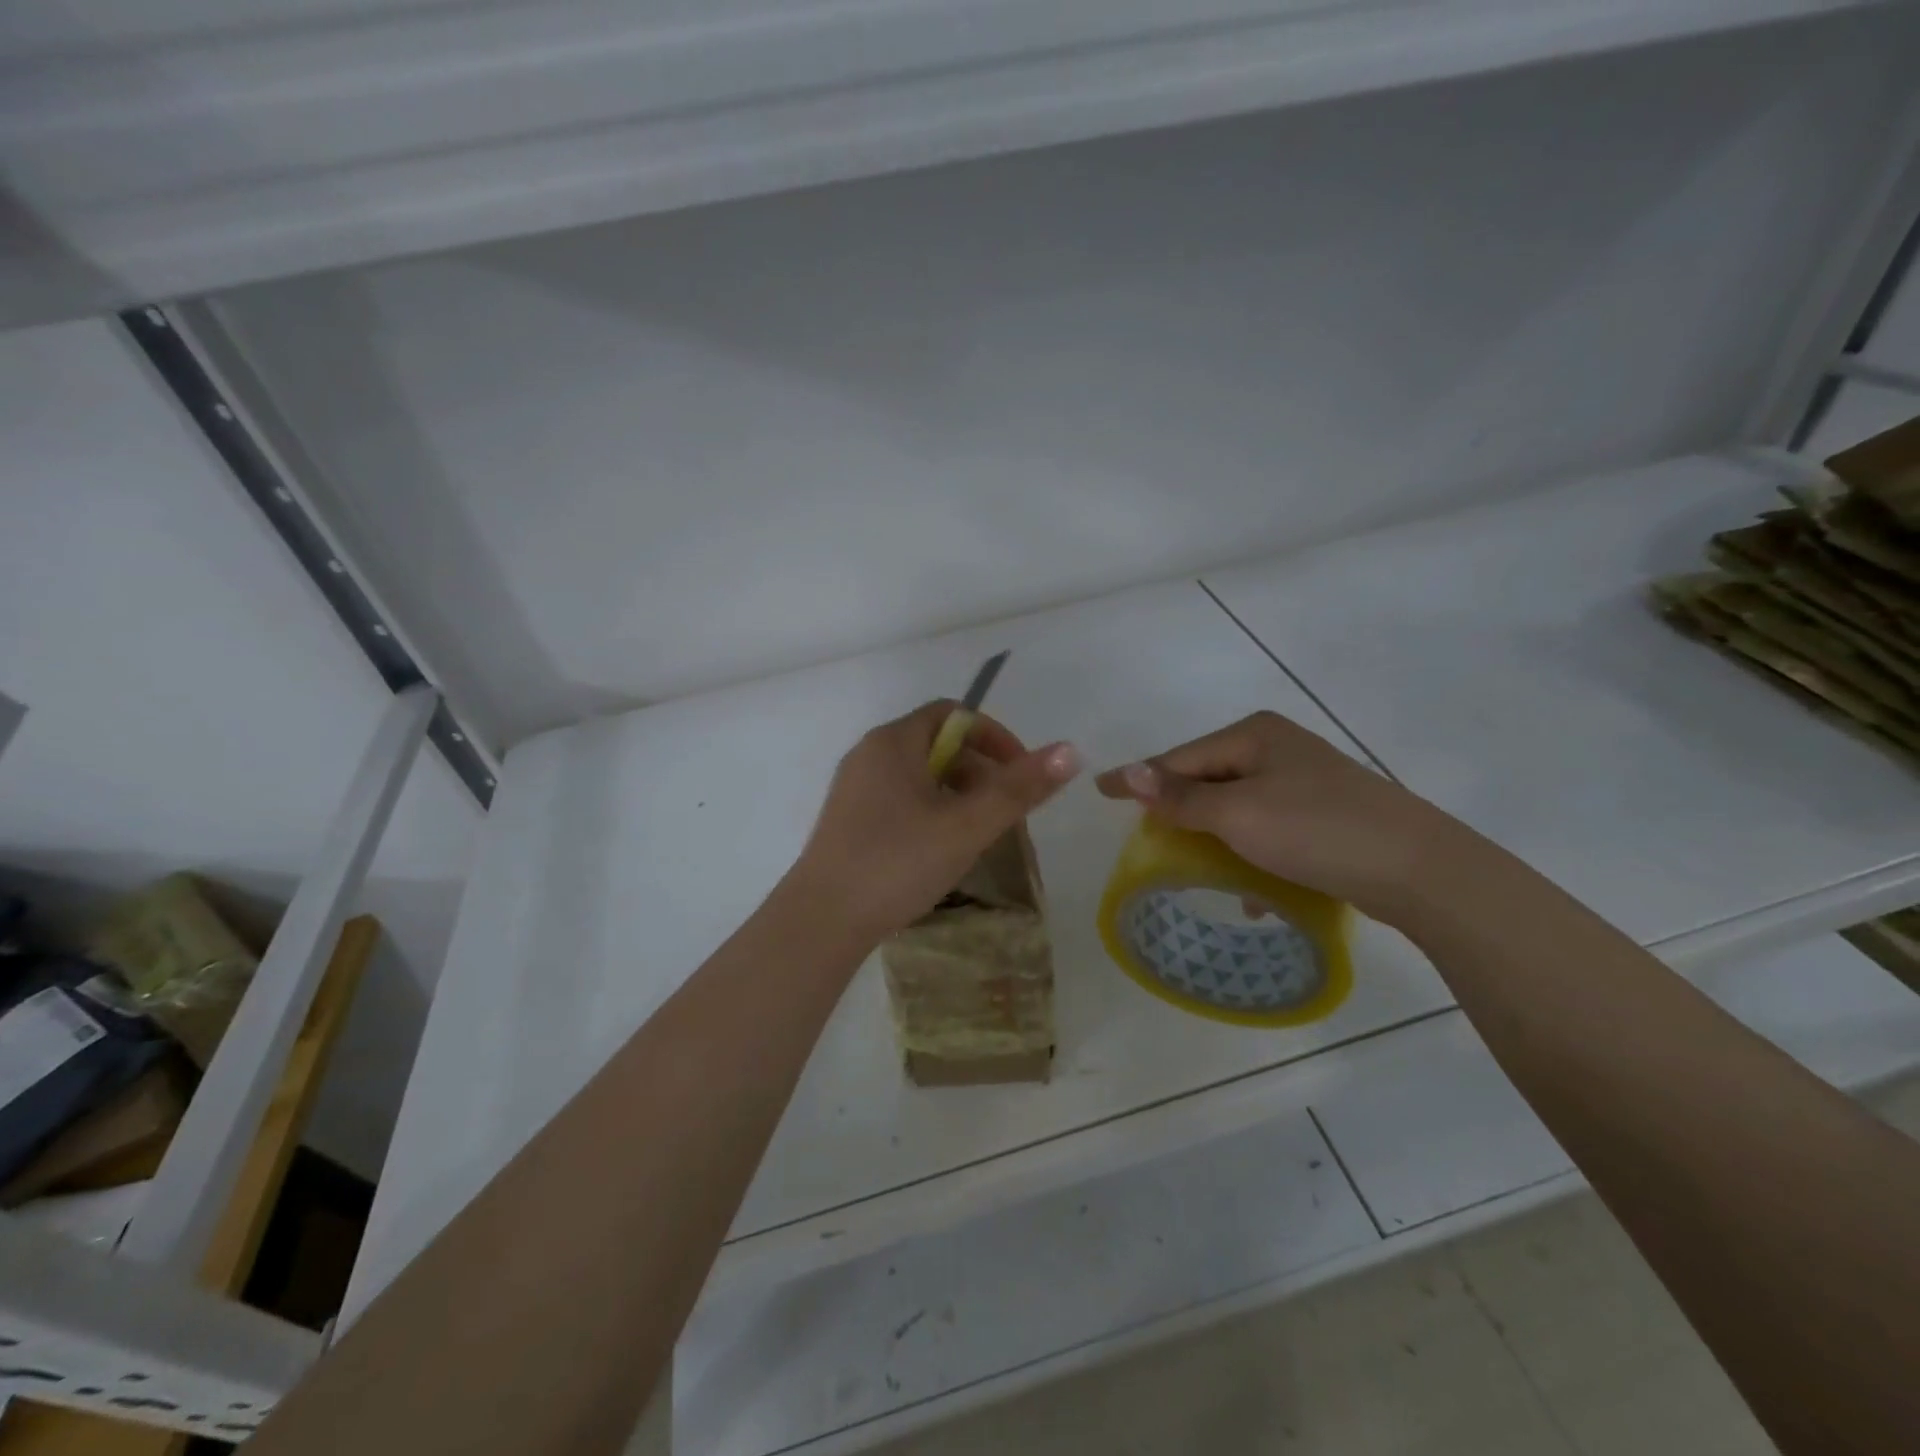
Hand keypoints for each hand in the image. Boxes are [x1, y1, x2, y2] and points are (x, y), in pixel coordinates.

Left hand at [790, 701, 1081, 941]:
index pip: (953, 714)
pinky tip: (941, 849)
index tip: (1021, 773)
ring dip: (957, 793)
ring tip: (978, 833)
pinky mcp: (848, 819)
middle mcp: (870, 754)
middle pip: (937, 743)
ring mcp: (855, 788)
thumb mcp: (967, 826)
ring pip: (919, 774)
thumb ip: (1019, 788)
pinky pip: (900, 798)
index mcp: (894, 742)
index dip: (994, 736)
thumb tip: (1071, 751)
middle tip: (1004, 810)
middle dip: (980, 769)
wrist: (821, 921)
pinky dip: (931, 810)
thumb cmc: (898, 863)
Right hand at [1095, 711, 1474, 923]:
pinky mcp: (1325, 813)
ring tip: (1194, 869)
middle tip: (1147, 838)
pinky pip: (1268, 828)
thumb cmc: (1316, 830)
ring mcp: (1305, 780)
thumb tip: (1126, 772)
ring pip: (1237, 807)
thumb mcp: (1237, 814)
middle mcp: (1278, 748)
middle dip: (1179, 811)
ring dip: (1214, 838)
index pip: (1180, 758)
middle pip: (1208, 779)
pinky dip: (1251, 853)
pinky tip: (1252, 892)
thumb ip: (1179, 797)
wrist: (1419, 869)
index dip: (1139, 779)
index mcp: (1254, 734)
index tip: (1099, 792)